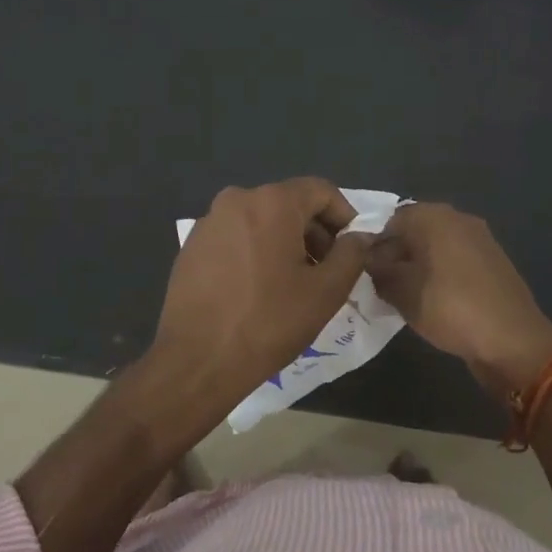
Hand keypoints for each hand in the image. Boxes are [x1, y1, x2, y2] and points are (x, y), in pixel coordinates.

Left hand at [155, 179, 372, 399]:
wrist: (196, 360)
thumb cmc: (268, 322)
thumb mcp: (325, 292)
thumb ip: (351, 255)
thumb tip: (360, 237)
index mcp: (272, 201)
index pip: (321, 191)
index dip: (344, 216)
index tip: (352, 249)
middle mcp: (237, 199)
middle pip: (290, 203)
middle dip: (315, 232)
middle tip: (327, 271)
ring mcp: (209, 221)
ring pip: (261, 220)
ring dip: (285, 243)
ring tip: (293, 284)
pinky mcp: (192, 245)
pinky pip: (236, 236)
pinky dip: (255, 251)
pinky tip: (258, 290)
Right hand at [365, 204, 551, 391]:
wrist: (513, 341)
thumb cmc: (450, 308)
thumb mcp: (402, 292)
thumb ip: (378, 270)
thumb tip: (370, 260)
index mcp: (433, 216)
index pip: (391, 220)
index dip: (375, 245)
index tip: (366, 272)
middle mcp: (458, 218)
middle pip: (415, 230)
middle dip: (397, 254)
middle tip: (384, 285)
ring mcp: (480, 239)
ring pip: (436, 246)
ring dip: (419, 265)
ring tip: (407, 296)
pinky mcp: (493, 261)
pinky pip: (456, 260)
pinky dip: (442, 274)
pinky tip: (436, 301)